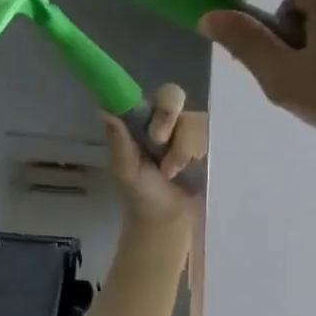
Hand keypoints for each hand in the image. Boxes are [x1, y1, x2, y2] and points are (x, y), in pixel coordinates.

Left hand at [102, 82, 207, 224]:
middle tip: (160, 144)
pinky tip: (189, 170)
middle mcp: (166, 121)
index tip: (155, 132)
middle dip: (169, 119)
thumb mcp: (125, 169)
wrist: (169, 220)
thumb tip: (103, 108)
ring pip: (194, 119)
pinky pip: (212, 134)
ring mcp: (190, 131)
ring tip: (173, 172)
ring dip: (182, 149)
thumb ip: (118, 140)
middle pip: (174, 97)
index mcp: (142, 122)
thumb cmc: (141, 194)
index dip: (154, 104)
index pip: (150, 95)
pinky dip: (197, 154)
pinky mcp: (210, 144)